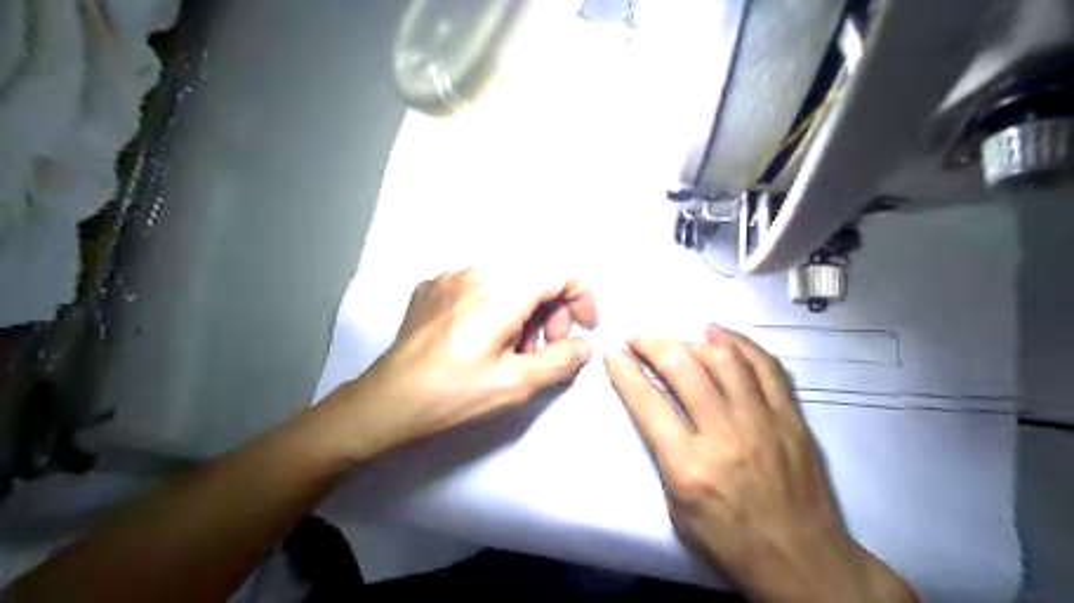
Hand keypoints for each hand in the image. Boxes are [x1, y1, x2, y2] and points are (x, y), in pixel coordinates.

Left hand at [324, 268, 596, 461]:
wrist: (387, 402)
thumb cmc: (454, 393)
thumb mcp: (517, 384)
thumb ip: (561, 360)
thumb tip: (582, 345)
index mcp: (503, 289)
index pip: (561, 274)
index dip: (582, 300)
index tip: (581, 331)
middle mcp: (477, 270)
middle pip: (534, 277)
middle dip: (552, 312)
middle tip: (546, 350)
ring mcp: (450, 276)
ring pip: (508, 282)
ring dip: (524, 312)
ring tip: (514, 352)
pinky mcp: (432, 288)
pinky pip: (479, 287)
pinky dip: (496, 308)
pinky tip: (482, 342)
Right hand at [602, 328, 914, 600]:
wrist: (803, 562)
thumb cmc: (730, 542)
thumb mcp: (678, 509)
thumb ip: (664, 454)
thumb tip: (655, 408)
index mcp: (690, 466)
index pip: (648, 403)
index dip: (625, 372)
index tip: (613, 353)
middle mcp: (725, 435)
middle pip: (684, 369)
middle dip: (653, 344)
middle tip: (639, 338)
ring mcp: (764, 422)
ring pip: (725, 360)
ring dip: (693, 342)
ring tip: (678, 340)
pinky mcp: (791, 418)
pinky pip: (766, 366)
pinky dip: (740, 343)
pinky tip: (720, 334)